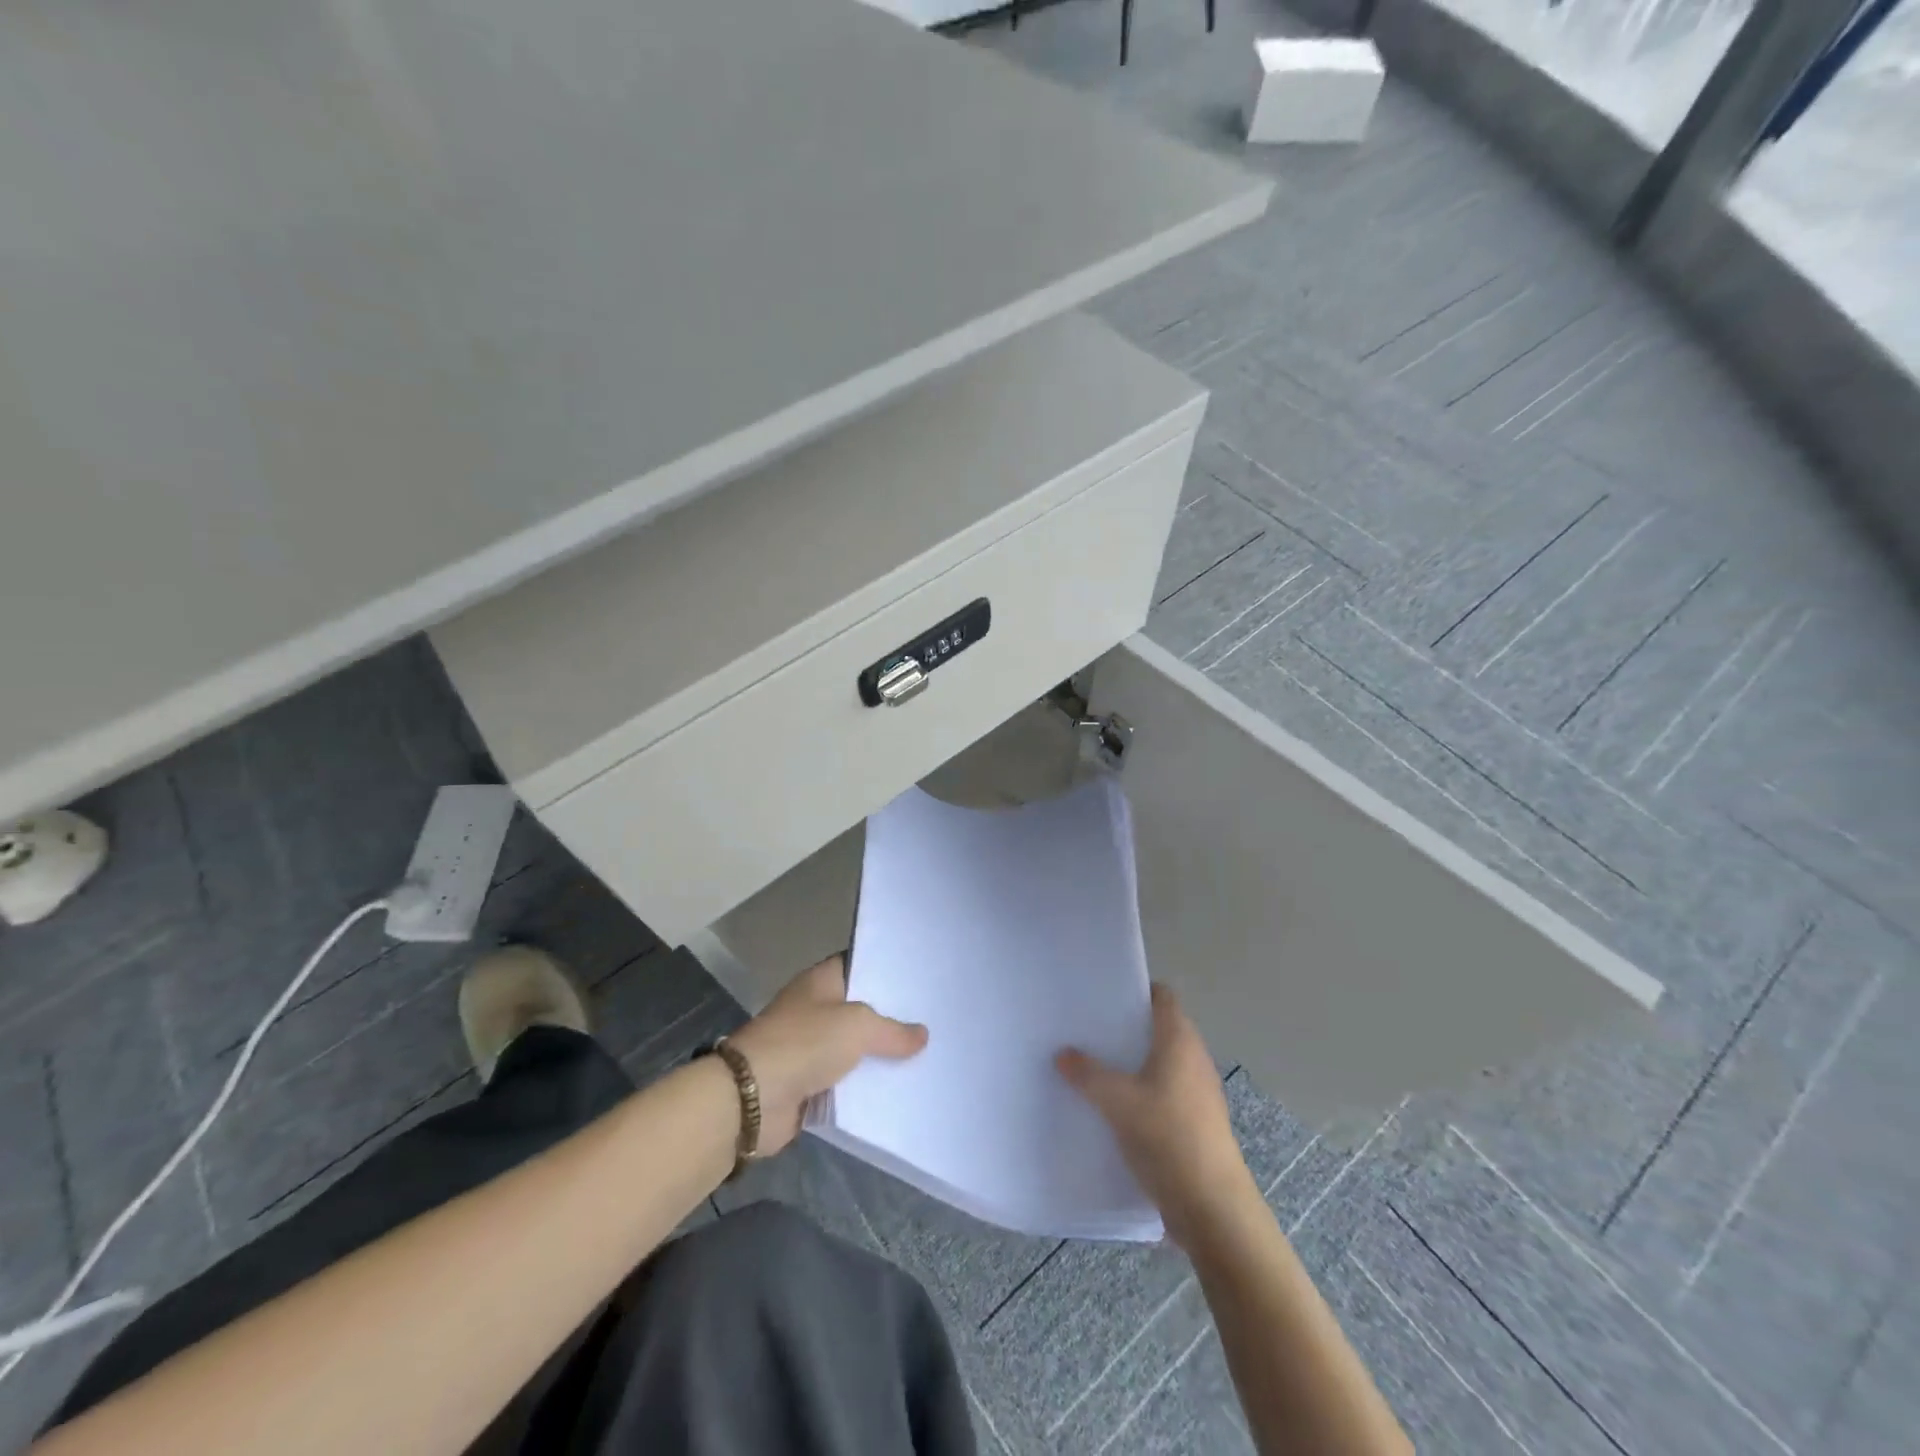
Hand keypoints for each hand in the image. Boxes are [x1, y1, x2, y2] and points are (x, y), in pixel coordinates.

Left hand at [727, 955, 927, 1155]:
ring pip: (855, 1048)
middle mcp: (815, 1009)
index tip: (920, 976)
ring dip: (880, 1056)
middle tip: (933, 1019)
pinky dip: (866, 1087)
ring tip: (926, 1055)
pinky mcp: (809, 1084)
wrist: (752, 1098)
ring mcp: (811, 1047)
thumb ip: (892, 1030)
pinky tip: (900, 1089)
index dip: (886, 969)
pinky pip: (846, 1082)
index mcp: (821, 982)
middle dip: (891, 1017)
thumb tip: (922, 1035)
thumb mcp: (857, 1027)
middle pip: (861, 1009)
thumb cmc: (804, 1044)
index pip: (859, 965)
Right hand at [1057, 984, 1255, 1247]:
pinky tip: (1114, 1108)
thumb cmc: (1168, 1138)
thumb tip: (1063, 1054)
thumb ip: (1088, 1074)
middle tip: (1087, 1030)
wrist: (1213, 1209)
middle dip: (1126, 1028)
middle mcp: (1193, 1059)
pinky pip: (1163, 1093)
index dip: (1136, 990)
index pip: (1163, 996)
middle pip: (1159, 1029)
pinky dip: (1141, 1092)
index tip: (1103, 994)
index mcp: (1180, 1041)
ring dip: (1132, 1063)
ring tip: (1093, 1066)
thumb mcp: (1118, 1102)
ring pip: (1160, 1063)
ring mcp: (1198, 1093)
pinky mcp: (1195, 1123)